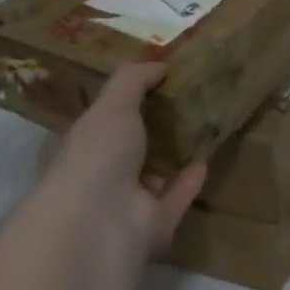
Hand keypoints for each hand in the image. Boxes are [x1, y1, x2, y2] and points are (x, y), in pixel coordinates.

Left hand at [49, 63, 206, 268]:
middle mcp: (101, 176)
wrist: (101, 221)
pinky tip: (206, 160)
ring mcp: (127, 204)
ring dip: (172, 157)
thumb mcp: (112, 104)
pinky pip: (176, 198)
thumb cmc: (97, 155)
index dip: (124, 103)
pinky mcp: (155, 225)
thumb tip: (160, 64)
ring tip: (201, 130)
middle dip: (152, 130)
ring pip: (154, 176)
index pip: (101, 122)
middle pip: (130, 150)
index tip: (156, 83)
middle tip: (186, 102)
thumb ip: (134, 81)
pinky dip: (189, 182)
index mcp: (83, 146)